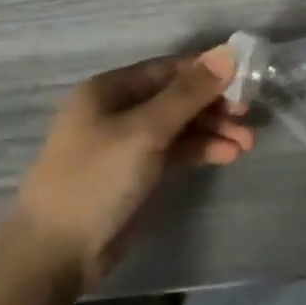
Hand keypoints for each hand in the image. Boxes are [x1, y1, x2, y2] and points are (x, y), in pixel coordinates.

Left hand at [12, 47, 254, 283]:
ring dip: (213, 130)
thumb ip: (188, 93)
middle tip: (250, 117)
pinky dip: (201, 150)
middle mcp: (120, 109)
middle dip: (215, 105)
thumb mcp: (145, 131)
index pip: (169, 68)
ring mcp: (129, 142)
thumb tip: (227, 52)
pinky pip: (176, 151)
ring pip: (180, 125)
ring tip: (248, 143)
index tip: (246, 80)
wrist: (55, 252)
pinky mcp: (138, 172)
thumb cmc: (96, 179)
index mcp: (111, 88)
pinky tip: (229, 155)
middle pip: (177, 96)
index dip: (208, 72)